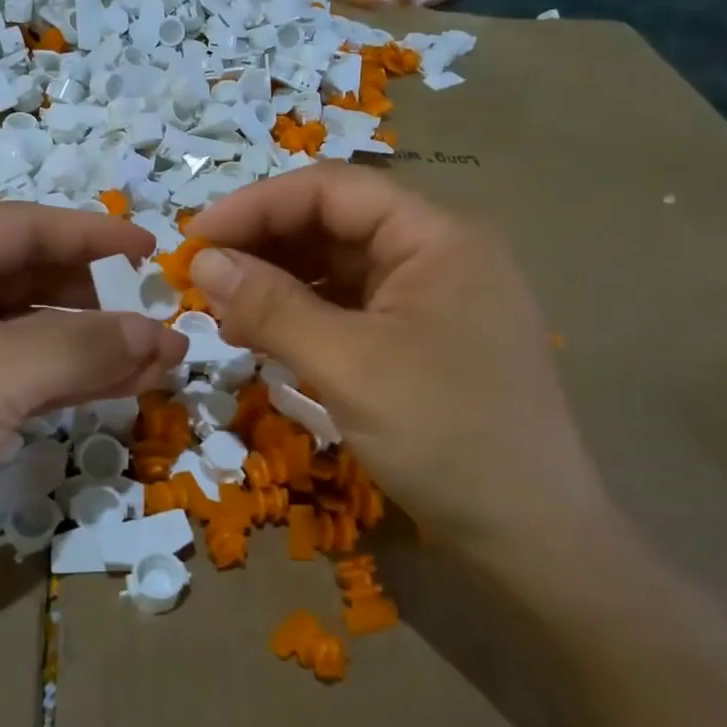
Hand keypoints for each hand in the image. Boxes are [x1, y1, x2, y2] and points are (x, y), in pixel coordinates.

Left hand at [0, 206, 186, 598]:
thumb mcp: (0, 373)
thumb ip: (88, 346)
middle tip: (159, 314)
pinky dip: (72, 375)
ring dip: (93, 342)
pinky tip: (123, 384)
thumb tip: (165, 336)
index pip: (24, 226)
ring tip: (158, 358)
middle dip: (98, 298)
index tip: (151, 248)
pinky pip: (24, 369)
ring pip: (33, 327)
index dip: (92, 234)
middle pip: (31, 275)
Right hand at [187, 164, 625, 575]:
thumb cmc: (446, 436)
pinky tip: (265, 335)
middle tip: (201, 277)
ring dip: (279, 281)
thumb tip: (202, 263)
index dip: (256, 205)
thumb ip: (271, 306)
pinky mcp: (422, 340)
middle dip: (264, 244)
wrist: (532, 536)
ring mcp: (432, 299)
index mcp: (436, 236)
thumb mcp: (348, 365)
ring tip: (223, 309)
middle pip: (335, 224)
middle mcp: (438, 253)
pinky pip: (351, 309)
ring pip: (339, 268)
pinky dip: (304, 316)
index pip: (332, 190)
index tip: (195, 239)